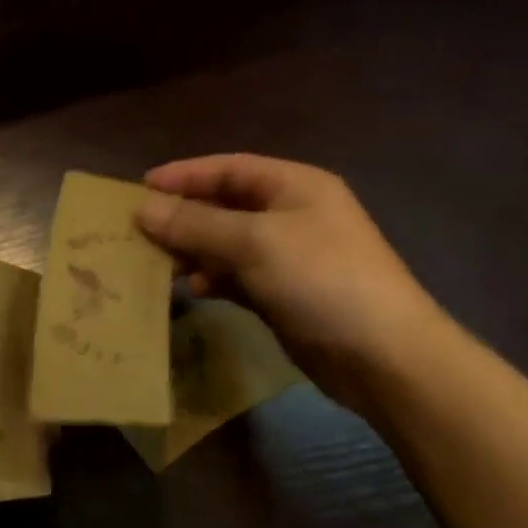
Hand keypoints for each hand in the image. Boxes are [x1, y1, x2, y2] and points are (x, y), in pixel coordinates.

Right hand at [136, 154, 453, 409]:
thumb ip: (194, 223)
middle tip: (140, 230)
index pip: (227, 168)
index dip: (183, 175)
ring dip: (194, 249)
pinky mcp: (286, 293)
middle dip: (184, 216)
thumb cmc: (321, 280)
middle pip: (224, 204)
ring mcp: (290, 255)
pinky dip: (215, 278)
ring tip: (162, 262)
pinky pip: (238, 275)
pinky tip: (197, 290)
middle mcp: (291, 214)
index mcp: (294, 185)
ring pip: (227, 242)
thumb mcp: (253, 242)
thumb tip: (142, 208)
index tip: (140, 188)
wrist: (387, 360)